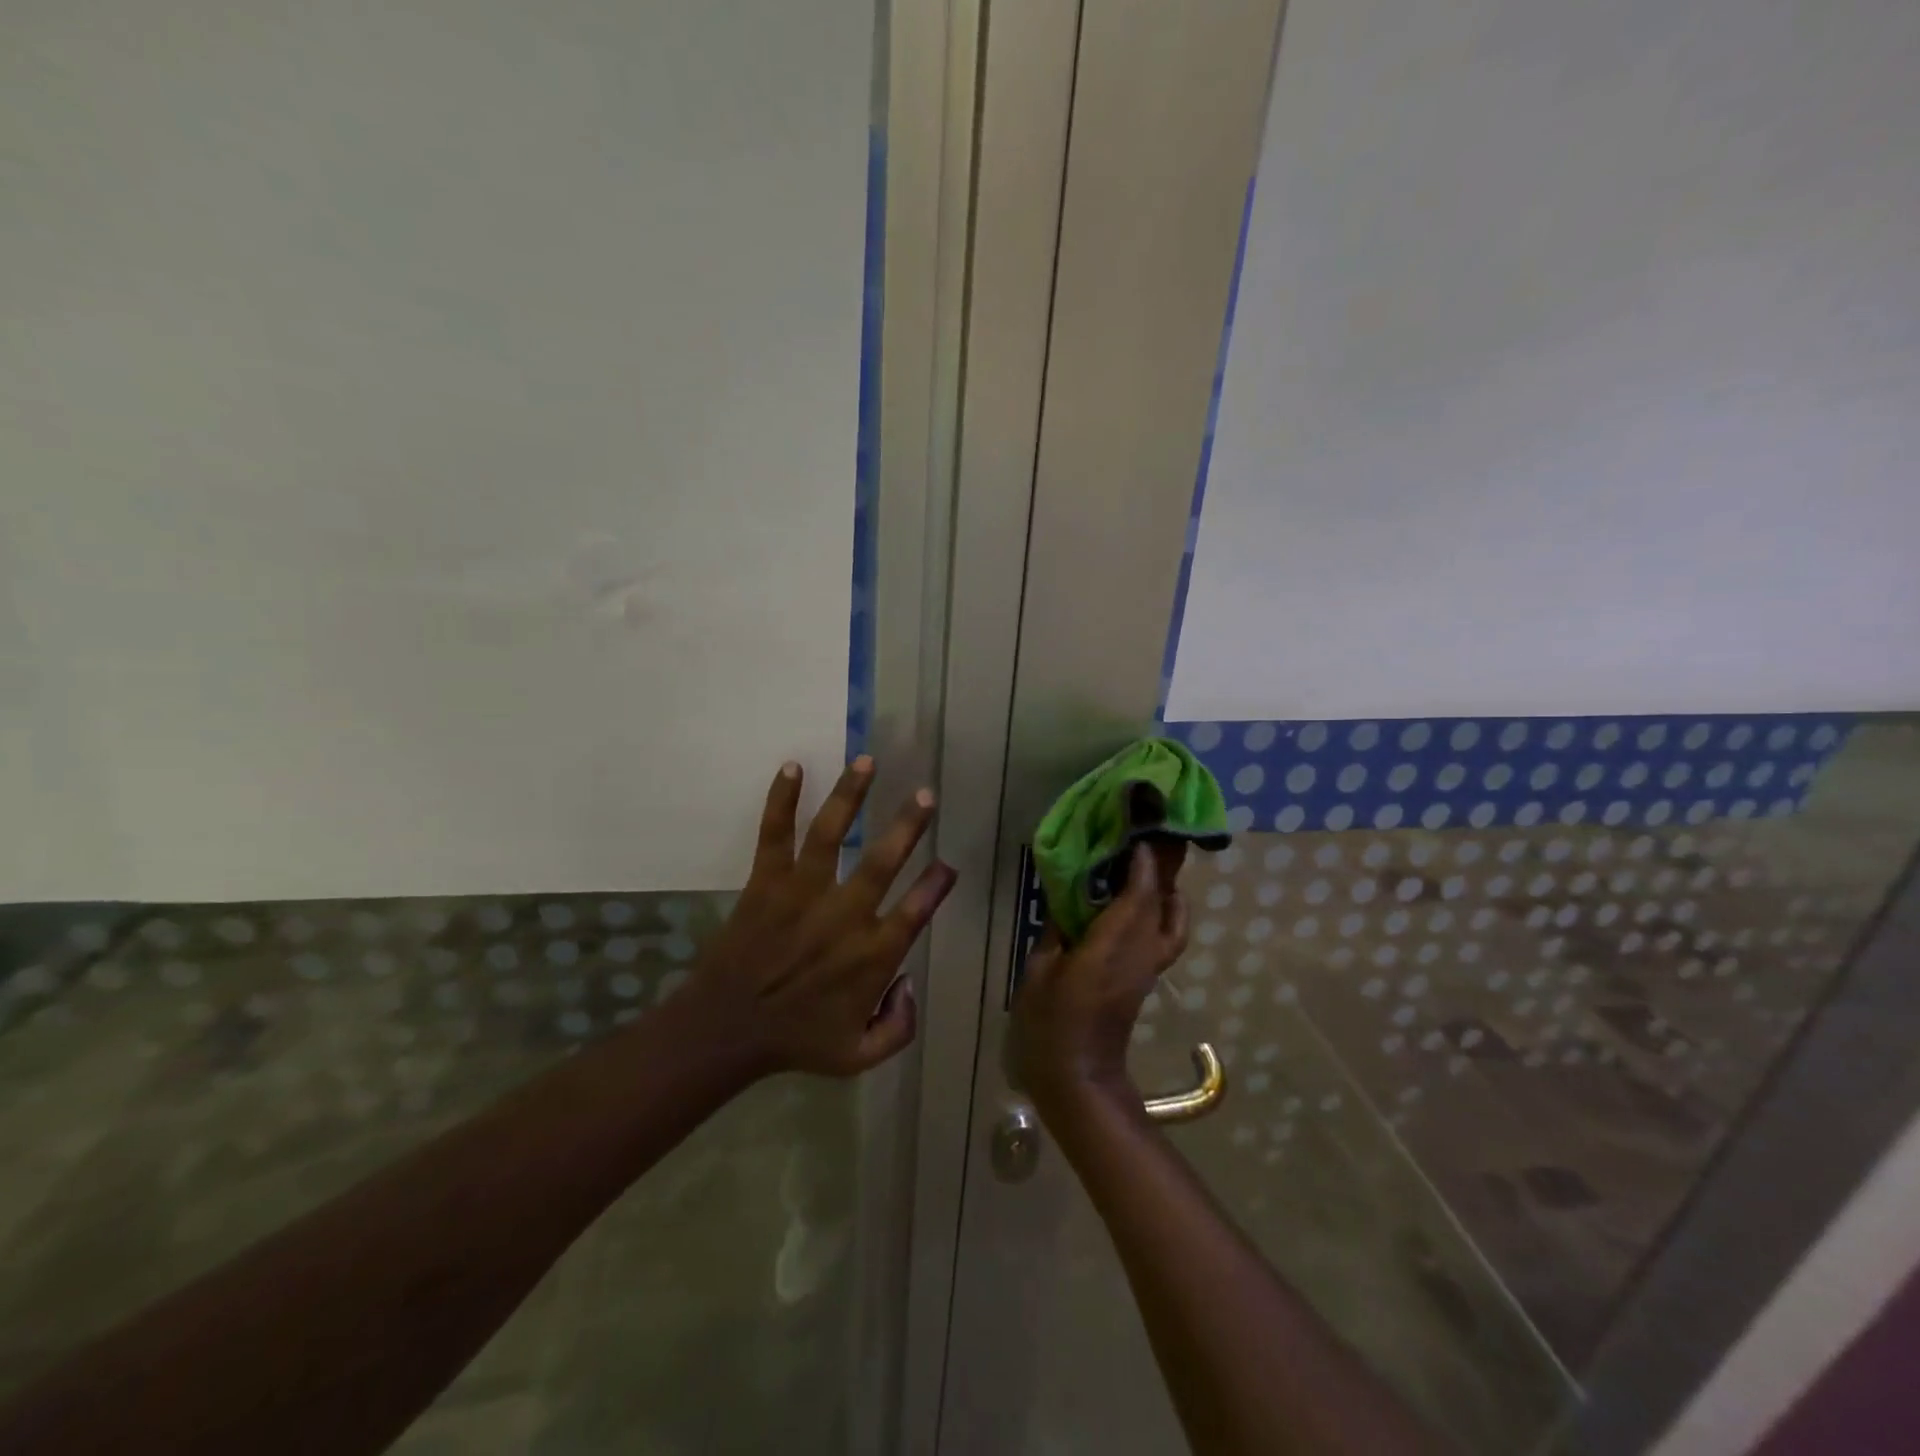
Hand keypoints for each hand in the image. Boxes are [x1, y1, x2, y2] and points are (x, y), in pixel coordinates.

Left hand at [684, 756, 956, 1076]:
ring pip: (832, 833)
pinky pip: (776, 833)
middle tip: (925, 794)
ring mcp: (803, 892)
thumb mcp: (859, 1057)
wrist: (726, 1031)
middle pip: (884, 861)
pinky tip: (793, 766)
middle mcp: (844, 915)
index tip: (949, 864)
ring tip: (867, 761)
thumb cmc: (795, 1041)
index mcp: (871, 955)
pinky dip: (782, 799)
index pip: (916, 910)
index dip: (937, 885)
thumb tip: (911, 984)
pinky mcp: (767, 882)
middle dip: (908, 825)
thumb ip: (899, 1028)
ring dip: (851, 794)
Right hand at [1012, 842, 1189, 1113]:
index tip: (1137, 832)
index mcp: (1109, 947)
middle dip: (1163, 866)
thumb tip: (1069, 902)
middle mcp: (1138, 953)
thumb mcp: (1040, 972)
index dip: (1141, 863)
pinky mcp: (1148, 978)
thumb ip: (1057, 932)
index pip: (1136, 896)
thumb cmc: (1050, 1024)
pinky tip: (1151, 902)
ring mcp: (1148, 967)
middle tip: (1155, 834)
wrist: (1079, 1077)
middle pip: (1161, 902)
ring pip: (1172, 919)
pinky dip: (1167, 912)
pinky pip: (1167, 936)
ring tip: (1154, 863)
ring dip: (1169, 888)